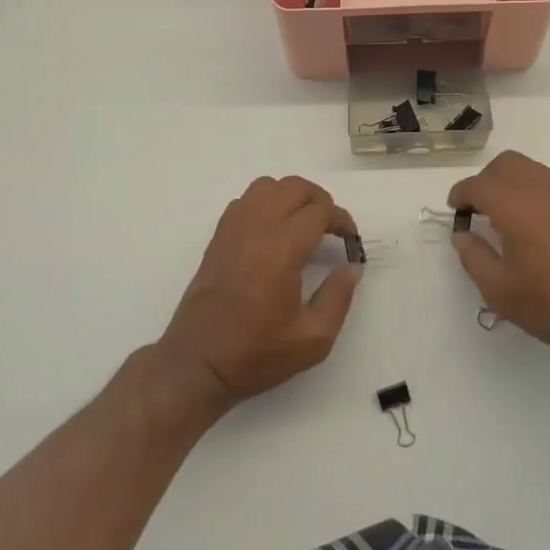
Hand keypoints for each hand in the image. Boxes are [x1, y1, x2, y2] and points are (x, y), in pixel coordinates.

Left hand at [160, 176, 362, 413]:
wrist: (197, 363)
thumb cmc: (256, 353)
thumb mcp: (312, 339)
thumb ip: (338, 298)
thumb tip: (351, 267)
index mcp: (281, 250)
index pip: (319, 211)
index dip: (341, 220)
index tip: (350, 240)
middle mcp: (256, 229)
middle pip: (294, 187)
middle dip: (320, 201)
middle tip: (331, 228)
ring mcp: (233, 230)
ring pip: (267, 186)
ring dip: (290, 196)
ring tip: (302, 223)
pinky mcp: (218, 237)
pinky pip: (245, 201)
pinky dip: (265, 203)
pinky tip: (273, 231)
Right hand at [448, 151, 549, 369]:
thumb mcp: (499, 290)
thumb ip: (473, 257)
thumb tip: (463, 235)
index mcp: (516, 205)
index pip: (479, 185)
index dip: (461, 194)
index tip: (455, 210)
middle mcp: (542, 190)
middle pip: (506, 164)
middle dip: (486, 180)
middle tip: (478, 210)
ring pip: (532, 170)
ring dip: (511, 183)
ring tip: (505, 218)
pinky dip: (533, 193)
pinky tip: (535, 227)